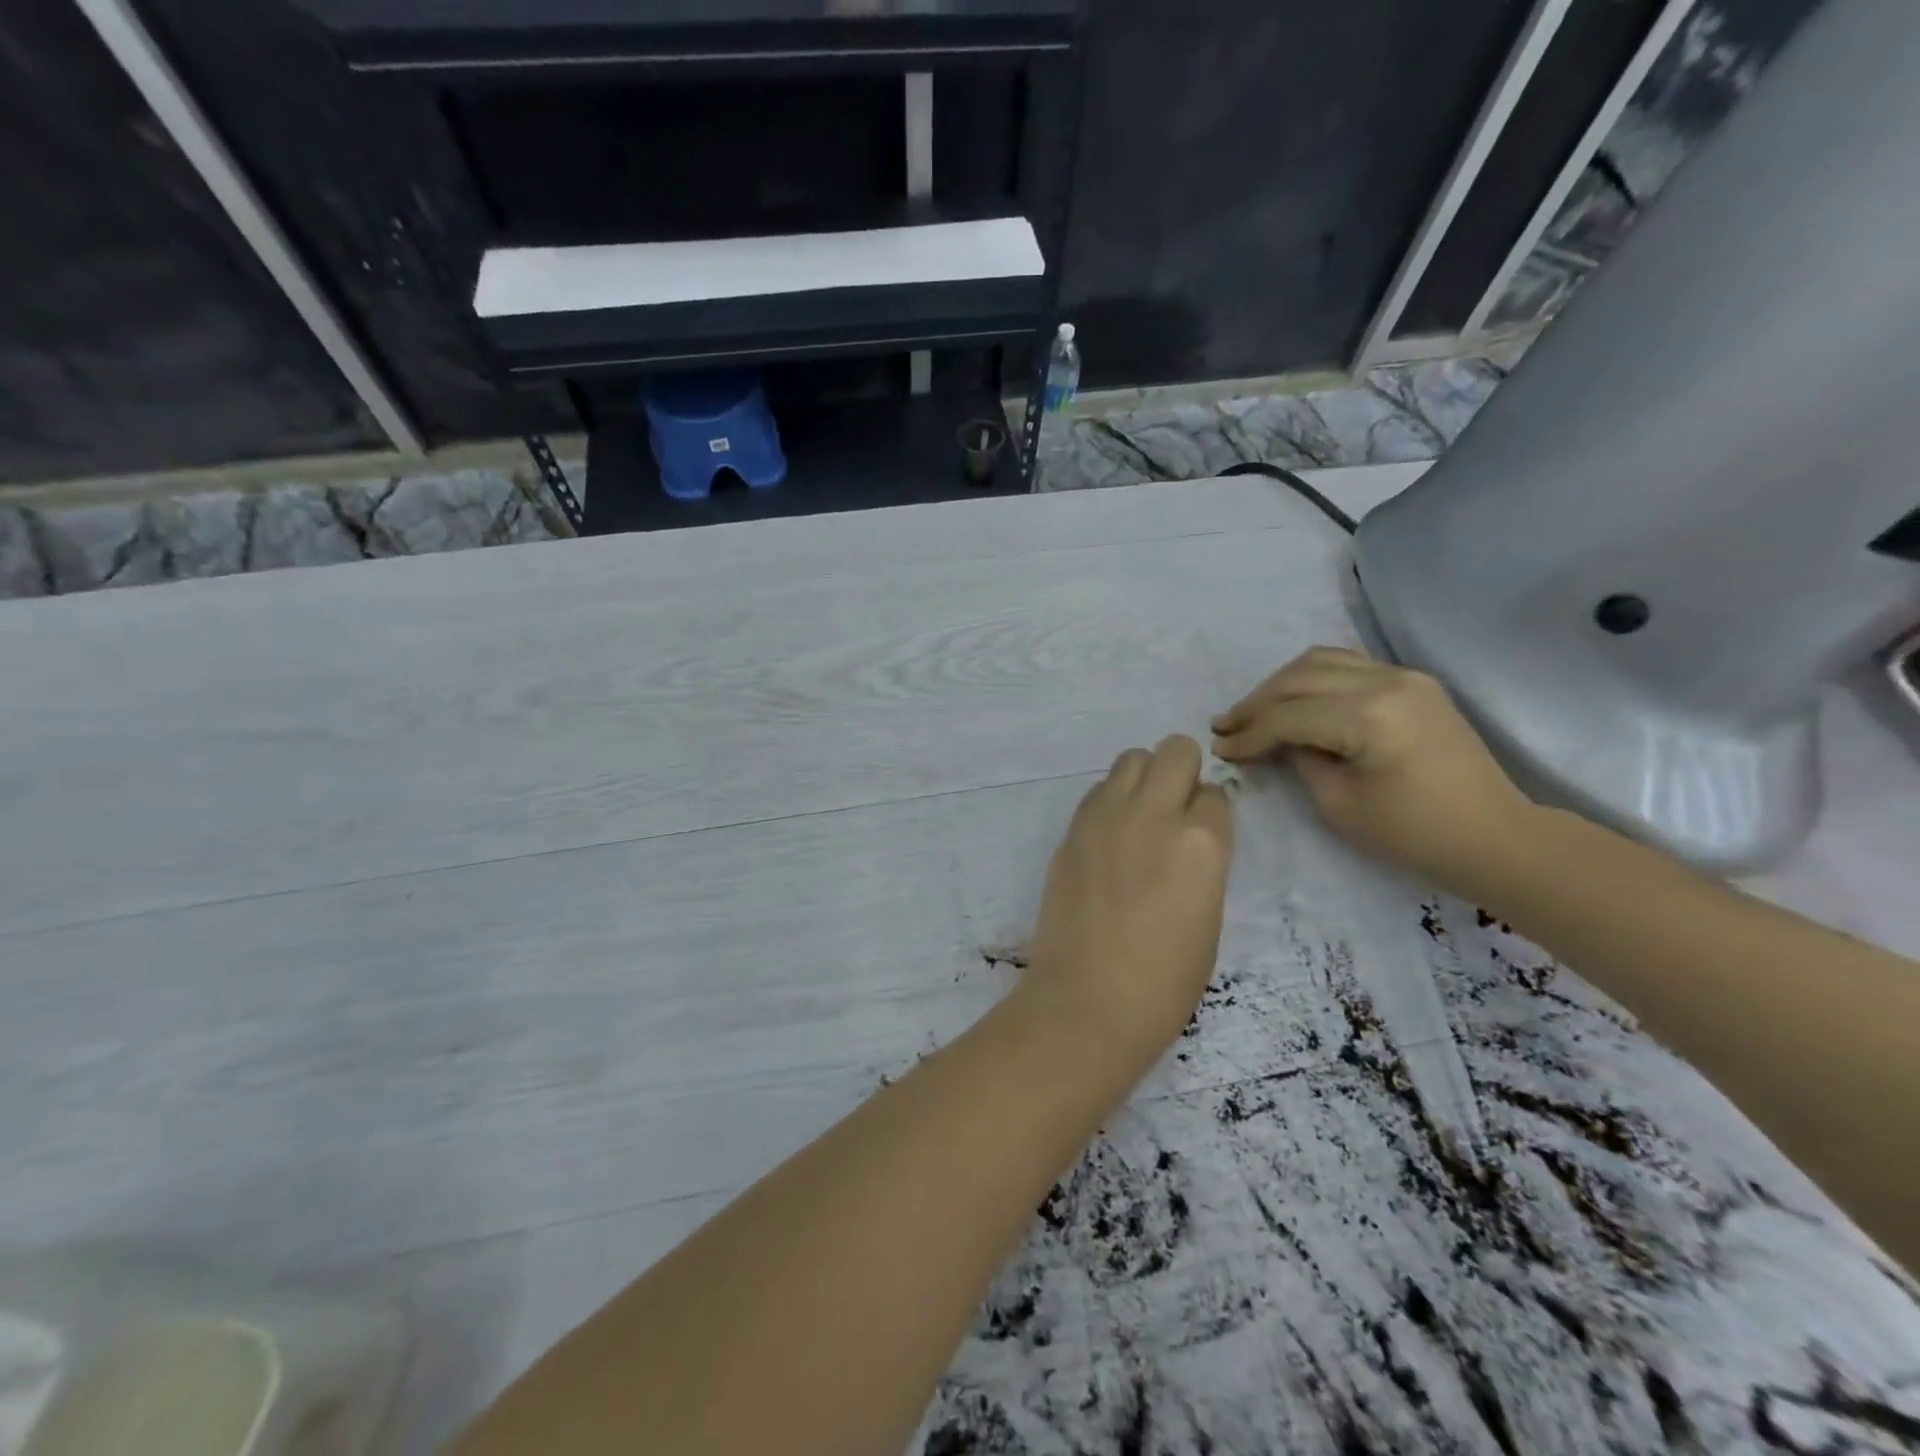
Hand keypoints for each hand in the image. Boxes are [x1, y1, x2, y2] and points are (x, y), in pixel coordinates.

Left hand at [1021, 736, 1233, 1072]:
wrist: (1088, 1000)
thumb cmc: (1165, 980)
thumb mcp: (1208, 916)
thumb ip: (1203, 862)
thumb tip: (1191, 836)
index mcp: (1203, 842)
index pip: (1216, 793)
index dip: (1211, 811)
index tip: (1202, 831)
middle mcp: (1155, 814)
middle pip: (1175, 751)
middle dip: (1183, 770)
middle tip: (1176, 808)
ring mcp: (1107, 816)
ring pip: (1131, 758)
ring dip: (1144, 777)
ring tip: (1141, 816)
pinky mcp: (1072, 829)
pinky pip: (1098, 790)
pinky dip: (1111, 799)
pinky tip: (1110, 836)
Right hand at [1211, 647, 1533, 894]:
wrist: (1494, 837)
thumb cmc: (1413, 833)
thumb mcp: (1339, 804)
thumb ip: (1299, 761)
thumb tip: (1273, 741)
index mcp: (1369, 716)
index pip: (1288, 716)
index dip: (1248, 733)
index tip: (1219, 749)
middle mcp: (1386, 682)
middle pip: (1299, 679)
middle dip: (1256, 703)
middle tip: (1225, 727)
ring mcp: (1404, 676)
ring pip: (1321, 661)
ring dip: (1280, 684)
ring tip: (1253, 711)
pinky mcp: (1413, 683)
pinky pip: (1348, 664)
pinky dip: (1312, 677)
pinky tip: (1294, 697)